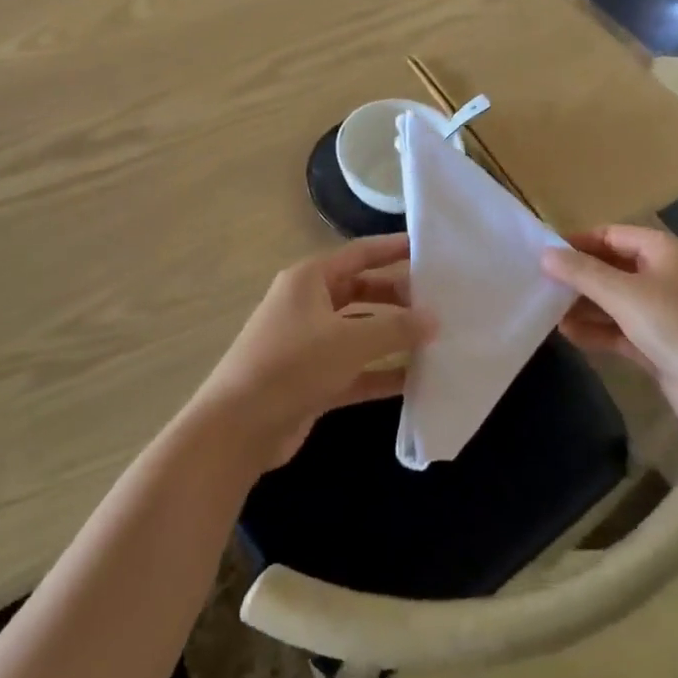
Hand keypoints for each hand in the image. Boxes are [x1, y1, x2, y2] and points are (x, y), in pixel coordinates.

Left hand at [190, 235, 434, 469]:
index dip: (393, 249)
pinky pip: (356, 369)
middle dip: (399, 297)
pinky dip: (381, 373)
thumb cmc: (292, 366)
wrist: (237, 428)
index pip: (360, 254)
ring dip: (393, 337)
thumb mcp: (348, 341)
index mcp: (310, 279)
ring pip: (361, 332)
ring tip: (436, 339)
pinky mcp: (313, 381)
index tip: (429, 249)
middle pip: (362, 292)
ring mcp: (310, 345)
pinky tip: (416, 380)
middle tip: (440, 302)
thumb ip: (395, 327)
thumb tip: (434, 318)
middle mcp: (309, 305)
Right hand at [543, 225, 677, 433]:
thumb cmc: (676, 326)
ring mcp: (664, 312)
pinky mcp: (660, 345)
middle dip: (579, 277)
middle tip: (542, 284)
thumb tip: (545, 253)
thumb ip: (582, 273)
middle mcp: (664, 276)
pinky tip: (569, 335)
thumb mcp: (624, 294)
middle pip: (612, 267)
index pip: (612, 234)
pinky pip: (621, 330)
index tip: (545, 253)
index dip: (578, 242)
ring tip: (548, 312)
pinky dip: (598, 331)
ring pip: (615, 301)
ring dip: (585, 306)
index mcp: (663, 251)